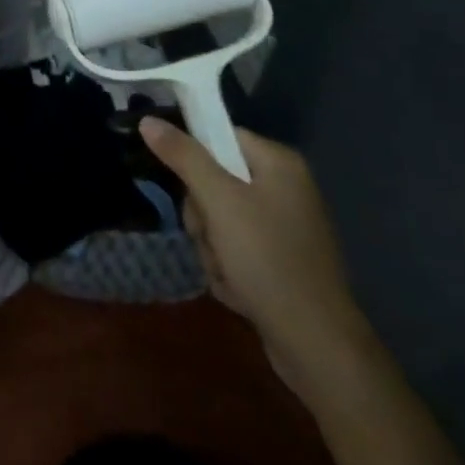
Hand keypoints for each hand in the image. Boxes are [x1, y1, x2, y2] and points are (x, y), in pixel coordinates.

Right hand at [141, 119, 376, 397]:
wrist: (316, 344)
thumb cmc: (267, 259)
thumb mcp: (219, 201)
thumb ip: (183, 157)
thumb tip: (148, 120)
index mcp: (278, 163)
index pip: (220, 137)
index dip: (195, 159)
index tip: (186, 186)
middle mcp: (284, 188)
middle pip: (214, 180)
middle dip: (203, 216)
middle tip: (212, 236)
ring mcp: (283, 227)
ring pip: (219, 219)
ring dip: (211, 247)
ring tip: (227, 270)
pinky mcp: (279, 261)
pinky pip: (235, 249)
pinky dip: (228, 268)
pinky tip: (239, 290)